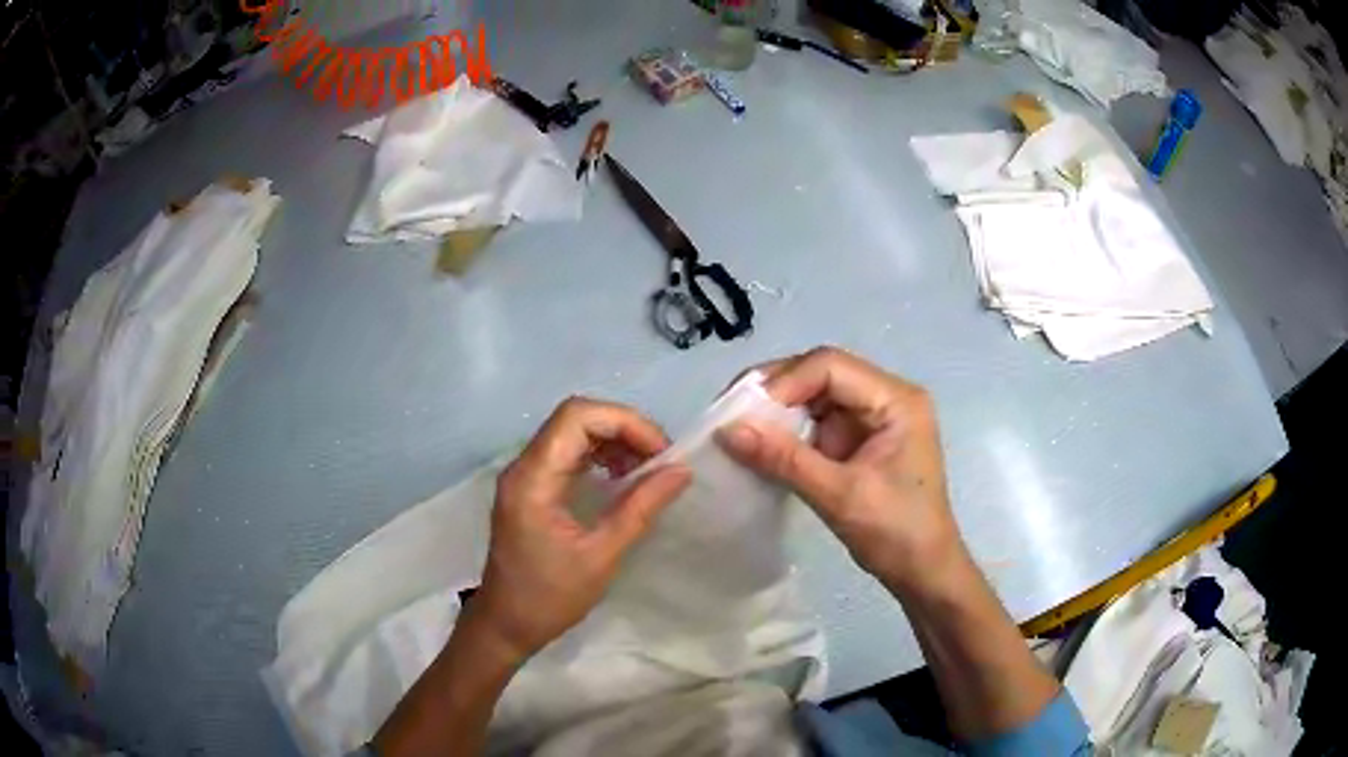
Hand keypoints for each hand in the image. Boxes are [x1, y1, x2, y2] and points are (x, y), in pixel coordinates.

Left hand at [472, 398, 690, 660]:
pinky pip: (567, 453)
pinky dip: (599, 456)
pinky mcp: (531, 487)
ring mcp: (525, 475)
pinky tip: (622, 478)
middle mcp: (523, 466)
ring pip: (571, 431)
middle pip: (574, 418)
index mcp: (533, 479)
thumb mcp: (601, 556)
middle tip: (659, 459)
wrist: (506, 624)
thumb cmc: (550, 597)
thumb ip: (640, 508)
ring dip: (613, 440)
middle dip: (623, 428)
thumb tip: (681, 472)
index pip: (576, 418)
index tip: (661, 452)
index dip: (625, 422)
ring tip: (647, 468)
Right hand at [719, 347, 963, 596]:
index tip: (745, 414)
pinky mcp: (859, 440)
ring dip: (778, 411)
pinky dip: (788, 432)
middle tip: (730, 413)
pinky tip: (761, 445)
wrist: (923, 572)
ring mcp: (872, 419)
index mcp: (896, 400)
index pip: (831, 366)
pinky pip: (817, 423)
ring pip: (815, 396)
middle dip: (775, 391)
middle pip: (821, 374)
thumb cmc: (895, 533)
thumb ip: (785, 460)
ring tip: (738, 428)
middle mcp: (886, 398)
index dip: (785, 382)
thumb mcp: (839, 496)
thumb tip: (727, 430)